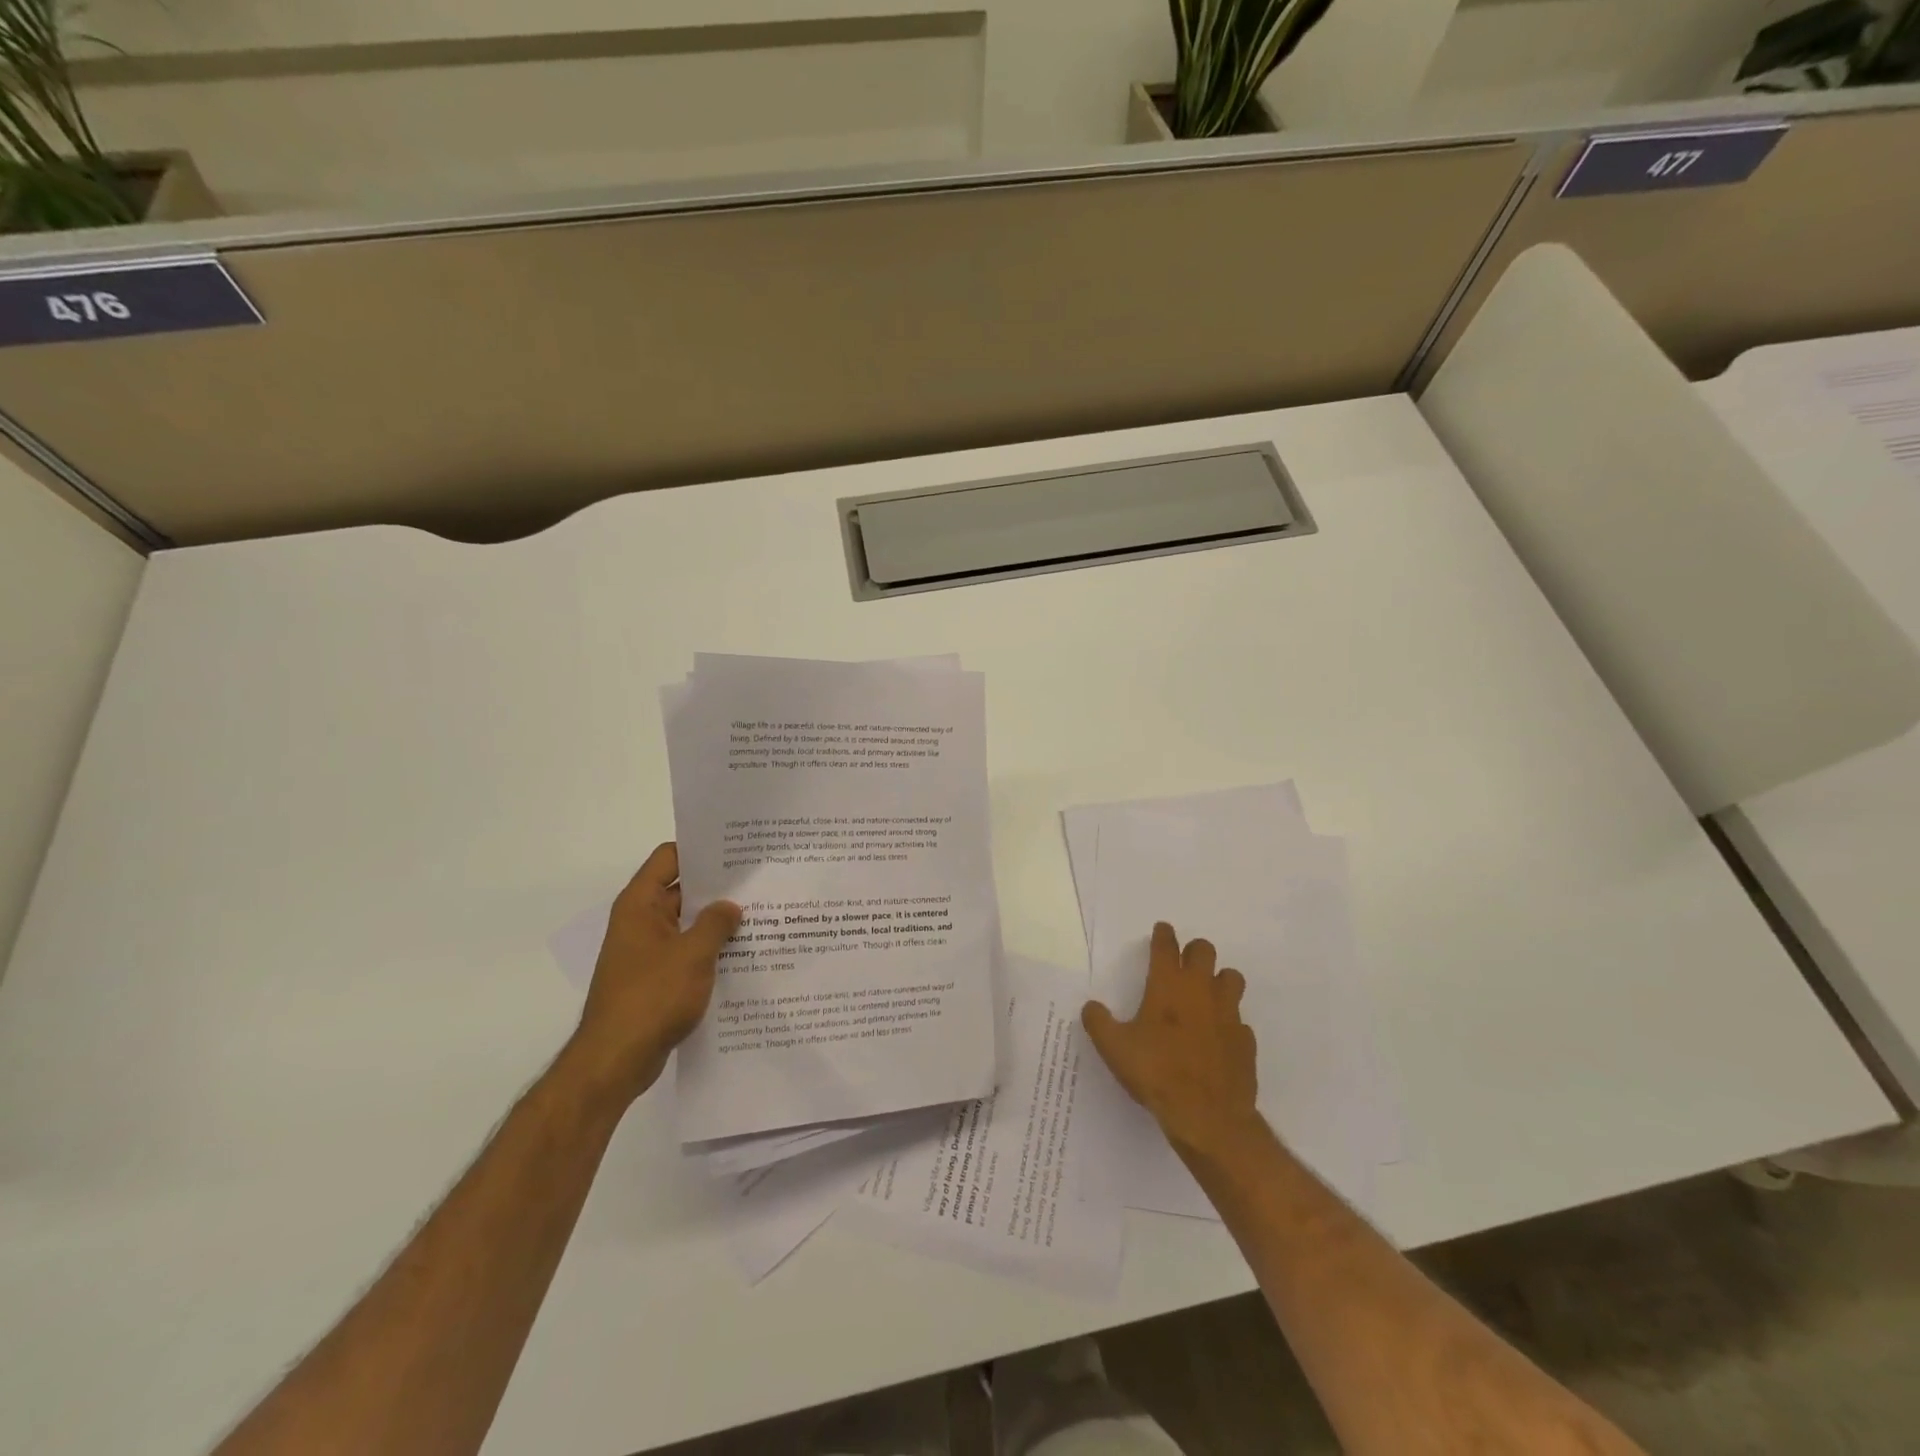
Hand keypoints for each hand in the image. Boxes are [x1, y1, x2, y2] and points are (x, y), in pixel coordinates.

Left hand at [567, 842, 739, 1103]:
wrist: (615, 1061)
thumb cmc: (651, 997)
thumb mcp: (693, 954)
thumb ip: (716, 923)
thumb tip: (730, 907)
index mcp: (640, 904)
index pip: (669, 857)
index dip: (701, 849)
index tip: (737, 849)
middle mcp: (641, 921)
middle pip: (681, 889)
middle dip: (718, 887)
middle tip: (760, 880)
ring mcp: (647, 952)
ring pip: (688, 924)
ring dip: (717, 922)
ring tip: (761, 915)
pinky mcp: (656, 979)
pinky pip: (687, 952)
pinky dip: (710, 950)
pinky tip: (743, 954)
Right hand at [1083, 922, 1259, 1156]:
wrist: (1207, 1116)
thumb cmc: (1156, 1073)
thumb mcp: (1114, 1048)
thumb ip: (1099, 1022)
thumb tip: (1091, 1006)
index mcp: (1168, 985)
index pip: (1166, 946)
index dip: (1163, 935)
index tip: (1162, 930)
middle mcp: (1200, 990)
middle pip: (1204, 950)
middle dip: (1193, 952)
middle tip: (1181, 965)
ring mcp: (1228, 1013)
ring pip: (1231, 978)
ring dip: (1218, 980)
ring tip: (1204, 996)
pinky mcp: (1245, 1040)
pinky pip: (1239, 1020)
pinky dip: (1229, 1023)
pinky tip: (1217, 1039)